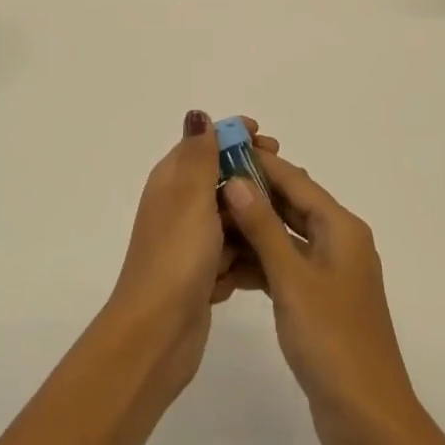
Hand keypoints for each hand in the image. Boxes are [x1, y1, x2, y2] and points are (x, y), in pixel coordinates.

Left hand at [105, 110, 277, 394]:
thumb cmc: (177, 256)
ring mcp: (190, 242)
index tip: (268, 140)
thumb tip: (197, 114)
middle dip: (252, 179)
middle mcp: (178, 207)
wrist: (158, 331)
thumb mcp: (191, 196)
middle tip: (285, 181)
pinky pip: (232, 252)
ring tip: (285, 221)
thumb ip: (199, 155)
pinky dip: (245, 254)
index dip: (234, 137)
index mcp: (172, 181)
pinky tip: (267, 258)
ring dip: (253, 218)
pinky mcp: (203, 272)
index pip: (204, 144)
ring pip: (230, 217)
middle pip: (221, 180)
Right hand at [222, 154, 428, 444]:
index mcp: (341, 228)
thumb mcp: (292, 279)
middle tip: (206, 184)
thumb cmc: (332, 341)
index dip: (259, 163)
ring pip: (284, 237)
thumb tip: (236, 181)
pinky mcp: (319, 301)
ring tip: (207, 222)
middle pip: (290, 205)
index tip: (220, 150)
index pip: (295, 181)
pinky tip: (226, 266)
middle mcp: (339, 242)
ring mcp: (330, 273)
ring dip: (251, 230)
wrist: (367, 418)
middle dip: (251, 194)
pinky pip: (285, 267)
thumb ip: (263, 227)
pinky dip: (259, 263)